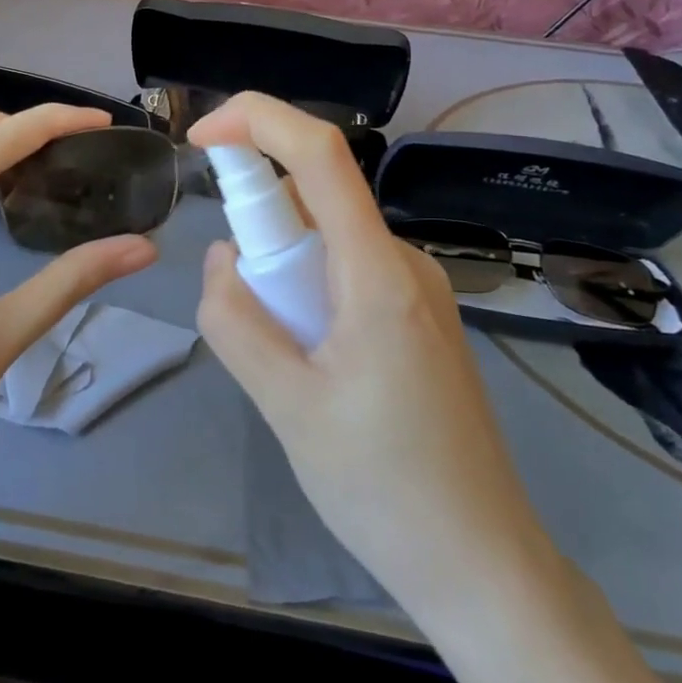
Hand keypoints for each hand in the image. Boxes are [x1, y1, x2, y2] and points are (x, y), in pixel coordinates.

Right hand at [189, 94, 553, 615]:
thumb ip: (237, 320)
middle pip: (316, 196)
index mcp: (378, 272)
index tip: (201, 138)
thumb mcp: (286, 406)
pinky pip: (346, 271)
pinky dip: (306, 289)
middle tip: (242, 309)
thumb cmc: (383, 488)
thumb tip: (222, 259)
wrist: (480, 562)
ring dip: (282, 268)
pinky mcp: (418, 315)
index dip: (256, 120)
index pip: (319, 153)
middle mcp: (403, 260)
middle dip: (259, 225)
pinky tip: (309, 363)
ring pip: (327, 238)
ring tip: (283, 359)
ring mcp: (417, 288)